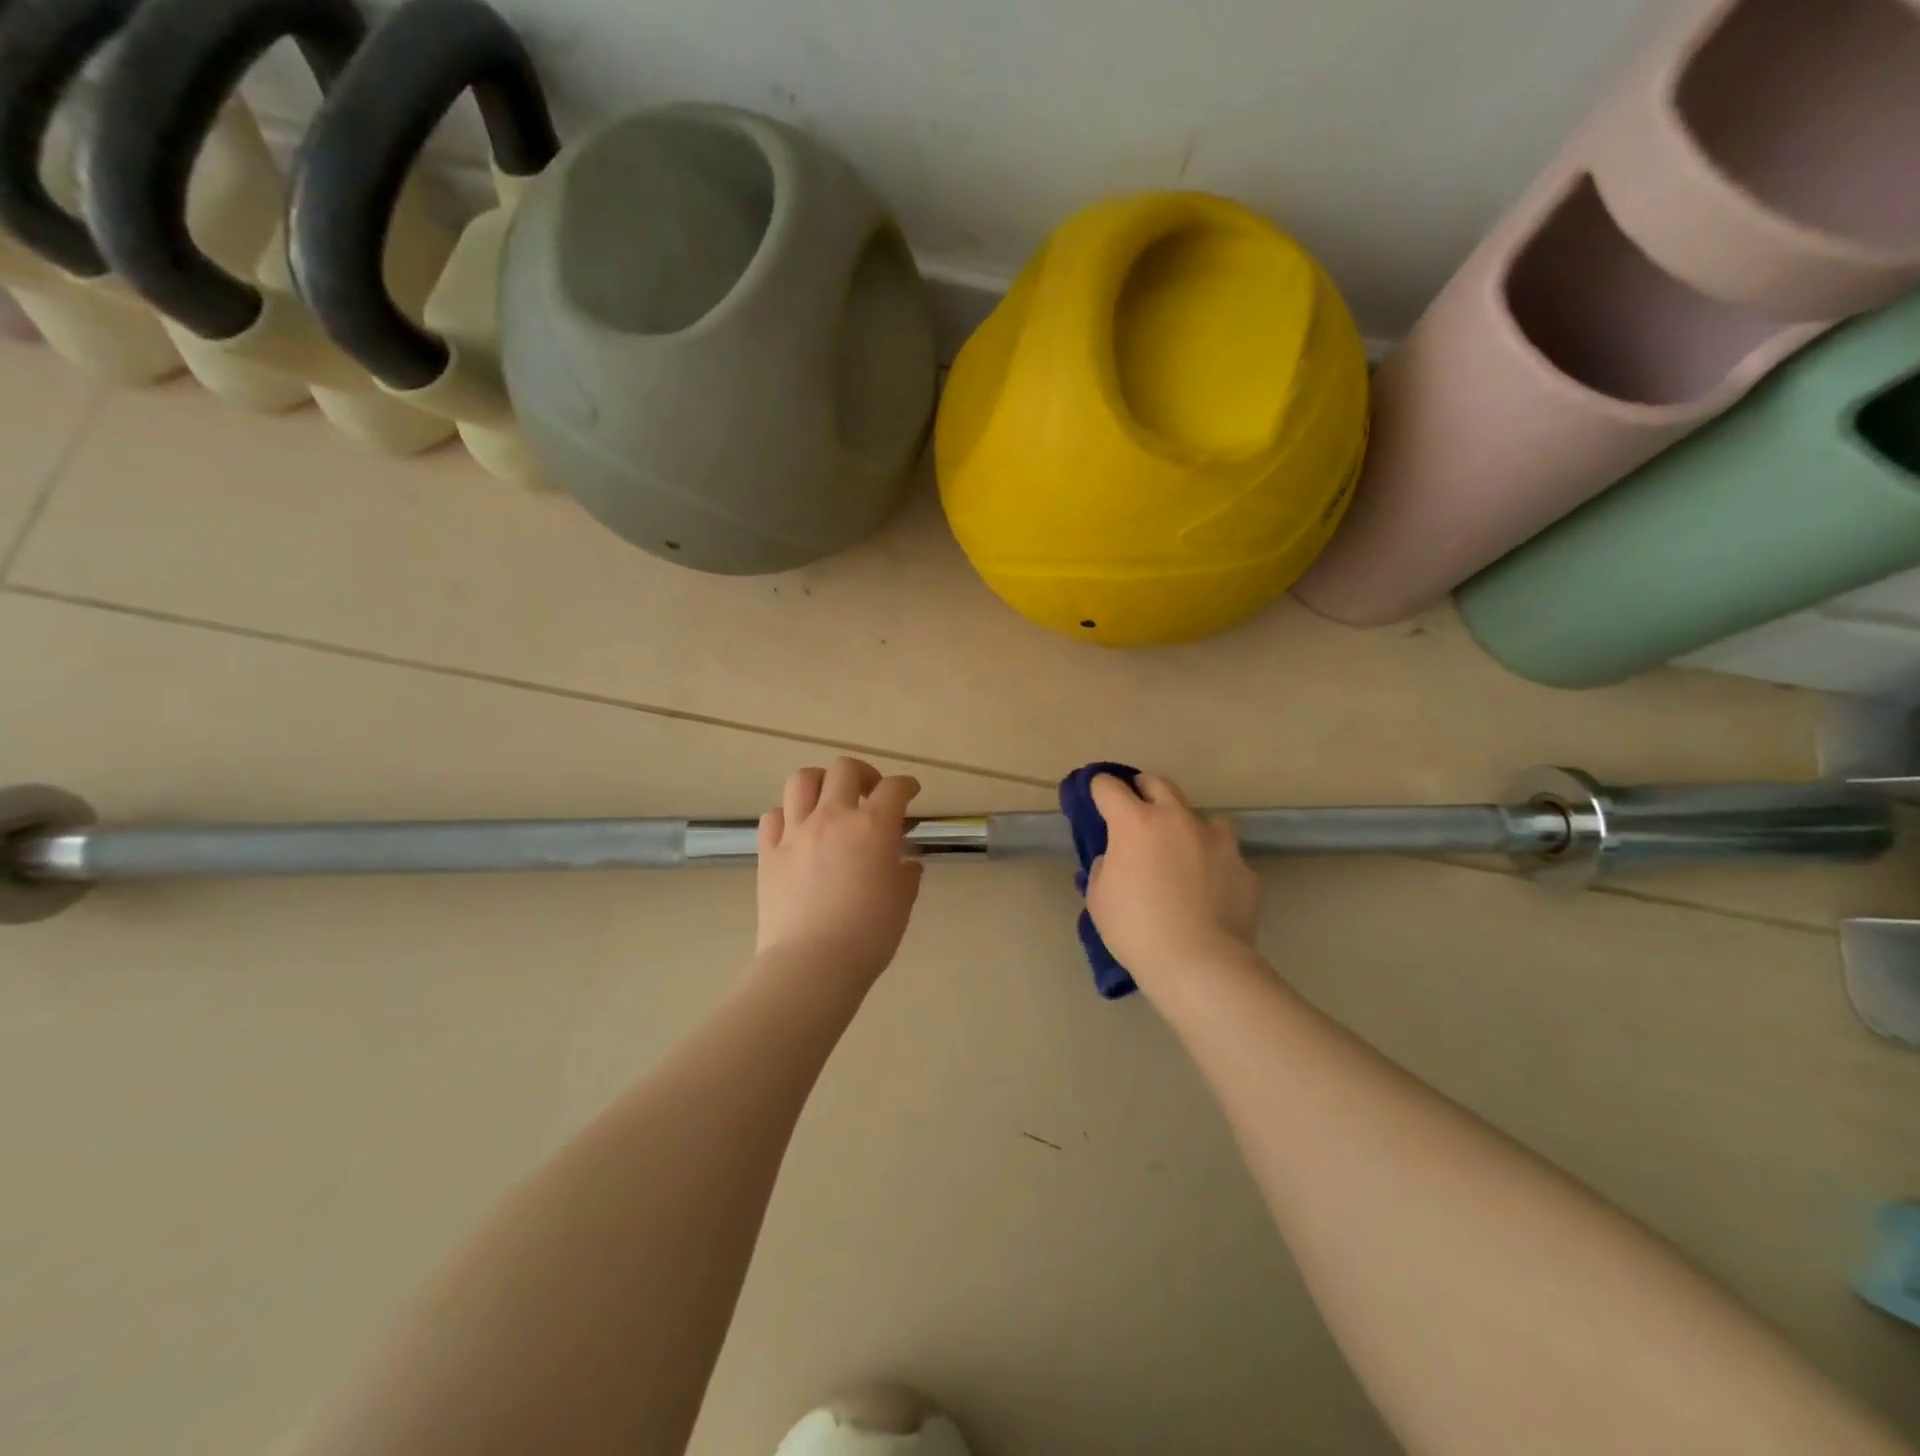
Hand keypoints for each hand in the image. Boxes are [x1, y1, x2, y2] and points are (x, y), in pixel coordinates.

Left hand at [754, 757, 923, 983]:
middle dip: (863, 773)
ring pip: (802, 780)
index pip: (894, 788)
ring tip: (829, 799)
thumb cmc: (867, 936)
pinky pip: (774, 815)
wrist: (812, 964)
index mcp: (872, 827)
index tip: (911, 791)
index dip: (906, 785)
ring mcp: (796, 832)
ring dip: (821, 782)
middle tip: (870, 791)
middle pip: (844, 769)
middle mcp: (833, 818)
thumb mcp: (901, 904)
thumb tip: (906, 863)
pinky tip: (797, 829)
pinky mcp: (768, 852)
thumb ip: (905, 875)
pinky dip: (788, 814)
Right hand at [1086, 772, 1261, 992]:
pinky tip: (1209, 889)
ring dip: (1185, 825)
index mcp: (1136, 823)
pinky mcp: (1243, 867)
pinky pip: (1224, 855)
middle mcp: (1178, 819)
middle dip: (1142, 788)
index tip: (1095, 796)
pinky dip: (1213, 863)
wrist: (1200, 963)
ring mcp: (1216, 840)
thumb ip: (1105, 867)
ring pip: (1200, 816)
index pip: (1109, 787)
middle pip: (1158, 783)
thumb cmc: (1136, 928)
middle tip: (1136, 807)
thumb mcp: (1099, 898)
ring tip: (1181, 851)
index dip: (1098, 788)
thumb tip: (1117, 859)